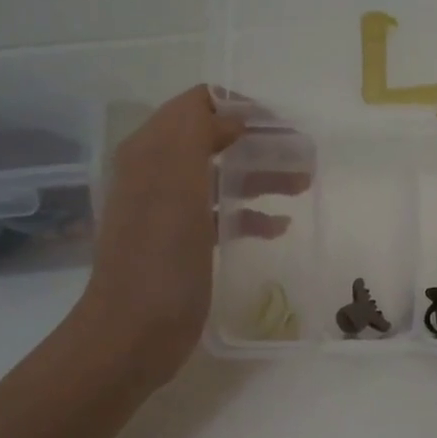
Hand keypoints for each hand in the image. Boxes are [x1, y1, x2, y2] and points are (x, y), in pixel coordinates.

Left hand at [70, 87, 290, 392]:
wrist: (133, 333)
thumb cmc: (160, 257)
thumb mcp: (175, 182)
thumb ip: (197, 132)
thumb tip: (233, 118)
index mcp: (150, 151)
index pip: (197, 104)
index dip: (240, 106)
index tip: (281, 126)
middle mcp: (156, 172)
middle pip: (214, 138)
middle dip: (259, 141)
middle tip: (303, 155)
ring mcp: (169, 210)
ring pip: (221, 176)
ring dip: (262, 175)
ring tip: (303, 184)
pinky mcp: (182, 243)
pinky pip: (220, 214)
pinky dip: (250, 214)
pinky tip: (278, 227)